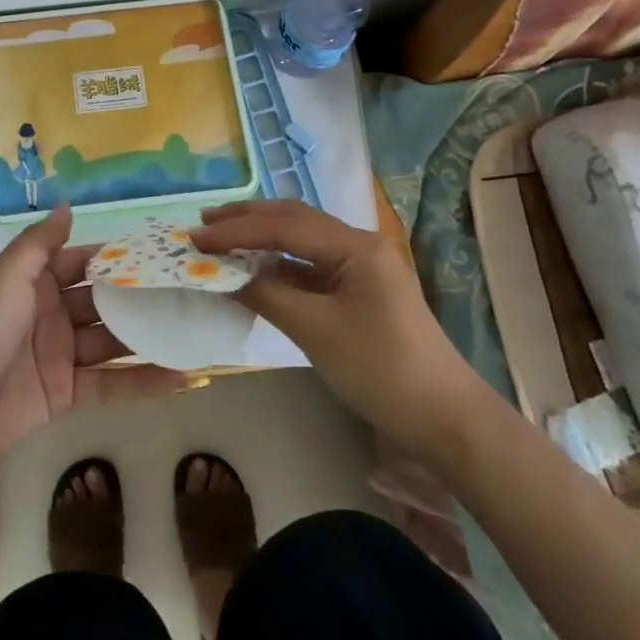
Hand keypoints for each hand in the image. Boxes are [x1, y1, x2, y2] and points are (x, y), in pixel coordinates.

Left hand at [0, 204, 183, 468]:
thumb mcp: (6, 278)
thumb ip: (40, 243)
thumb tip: (68, 204)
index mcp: (34, 282)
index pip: (83, 262)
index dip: (117, 257)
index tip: (160, 251)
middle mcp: (50, 313)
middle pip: (102, 301)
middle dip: (139, 296)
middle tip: (188, 290)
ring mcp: (60, 355)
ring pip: (111, 341)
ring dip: (147, 337)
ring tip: (194, 329)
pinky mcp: (66, 394)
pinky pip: (110, 384)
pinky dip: (143, 381)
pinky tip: (181, 376)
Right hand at [191, 200, 482, 442]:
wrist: (444, 419)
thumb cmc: (381, 370)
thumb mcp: (316, 331)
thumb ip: (267, 295)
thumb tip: (224, 275)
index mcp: (355, 245)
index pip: (283, 226)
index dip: (236, 230)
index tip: (195, 237)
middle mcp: (358, 244)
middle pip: (294, 219)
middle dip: (247, 219)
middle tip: (204, 224)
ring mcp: (361, 266)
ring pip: (301, 239)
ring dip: (261, 237)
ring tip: (221, 238)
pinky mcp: (359, 289)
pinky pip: (310, 264)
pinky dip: (278, 263)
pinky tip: (254, 268)